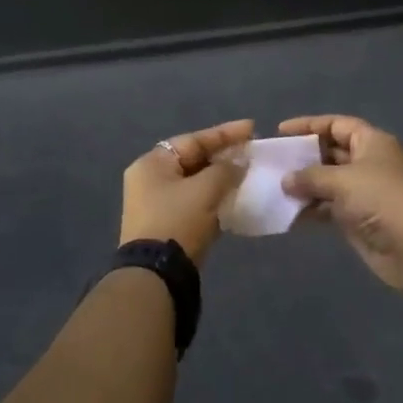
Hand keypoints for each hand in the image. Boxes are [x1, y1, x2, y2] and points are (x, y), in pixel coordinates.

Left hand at [121, 120, 253, 263]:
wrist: (156, 274)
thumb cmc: (178, 221)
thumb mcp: (205, 190)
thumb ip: (226, 170)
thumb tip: (239, 162)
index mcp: (152, 163)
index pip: (193, 139)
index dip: (225, 134)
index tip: (252, 128)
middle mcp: (149, 179)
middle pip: (193, 159)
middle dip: (224, 156)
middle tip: (252, 152)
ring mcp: (155, 204)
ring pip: (195, 182)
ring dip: (220, 178)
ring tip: (248, 174)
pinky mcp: (166, 225)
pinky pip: (194, 202)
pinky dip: (214, 198)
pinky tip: (235, 198)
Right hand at [279, 116, 402, 295]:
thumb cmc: (382, 199)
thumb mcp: (343, 180)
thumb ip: (310, 177)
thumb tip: (286, 180)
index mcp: (371, 142)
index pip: (336, 124)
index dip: (309, 125)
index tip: (281, 130)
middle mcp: (367, 163)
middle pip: (330, 152)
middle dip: (303, 157)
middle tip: (273, 162)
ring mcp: (363, 192)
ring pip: (326, 182)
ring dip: (303, 185)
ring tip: (273, 188)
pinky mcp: (357, 219)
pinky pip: (327, 208)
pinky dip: (309, 209)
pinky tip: (287, 213)